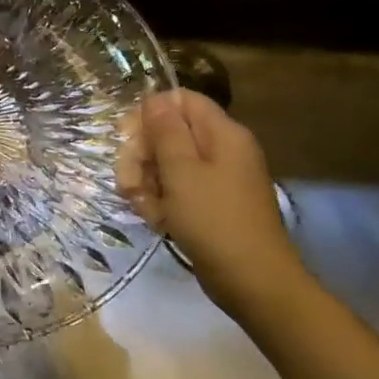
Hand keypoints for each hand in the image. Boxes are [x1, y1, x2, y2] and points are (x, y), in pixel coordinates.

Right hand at [117, 89, 311, 318]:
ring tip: (145, 208)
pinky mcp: (209, 205)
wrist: (252, 281)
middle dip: (141, 156)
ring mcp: (216, 179)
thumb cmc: (214, 220)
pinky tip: (158, 222)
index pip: (180, 100)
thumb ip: (165, 130)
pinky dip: (161, 203)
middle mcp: (221, 150)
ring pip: (167, 165)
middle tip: (130, 181)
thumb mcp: (182, 171)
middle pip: (169, 133)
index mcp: (222, 133)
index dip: (149, 113)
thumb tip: (154, 98)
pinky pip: (176, 191)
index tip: (127, 138)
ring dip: (146, 183)